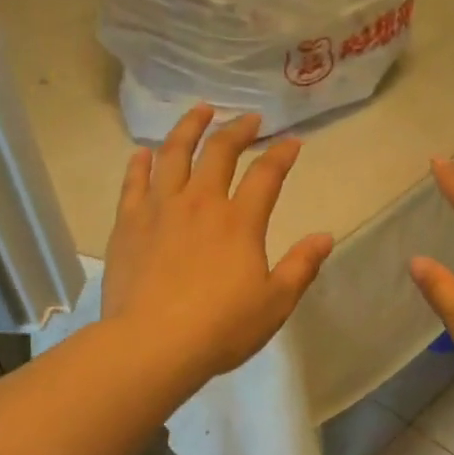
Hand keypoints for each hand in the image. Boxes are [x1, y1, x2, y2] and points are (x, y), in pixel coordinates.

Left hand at [103, 106, 333, 384]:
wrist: (153, 344)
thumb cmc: (221, 328)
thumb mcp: (275, 303)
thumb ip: (301, 267)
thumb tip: (325, 237)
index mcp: (239, 222)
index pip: (266, 175)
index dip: (282, 155)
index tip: (293, 142)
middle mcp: (200, 203)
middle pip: (218, 152)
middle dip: (237, 130)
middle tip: (249, 119)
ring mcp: (159, 209)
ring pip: (173, 154)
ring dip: (189, 128)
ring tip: (199, 111)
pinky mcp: (128, 224)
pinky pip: (133, 183)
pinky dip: (140, 164)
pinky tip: (143, 153)